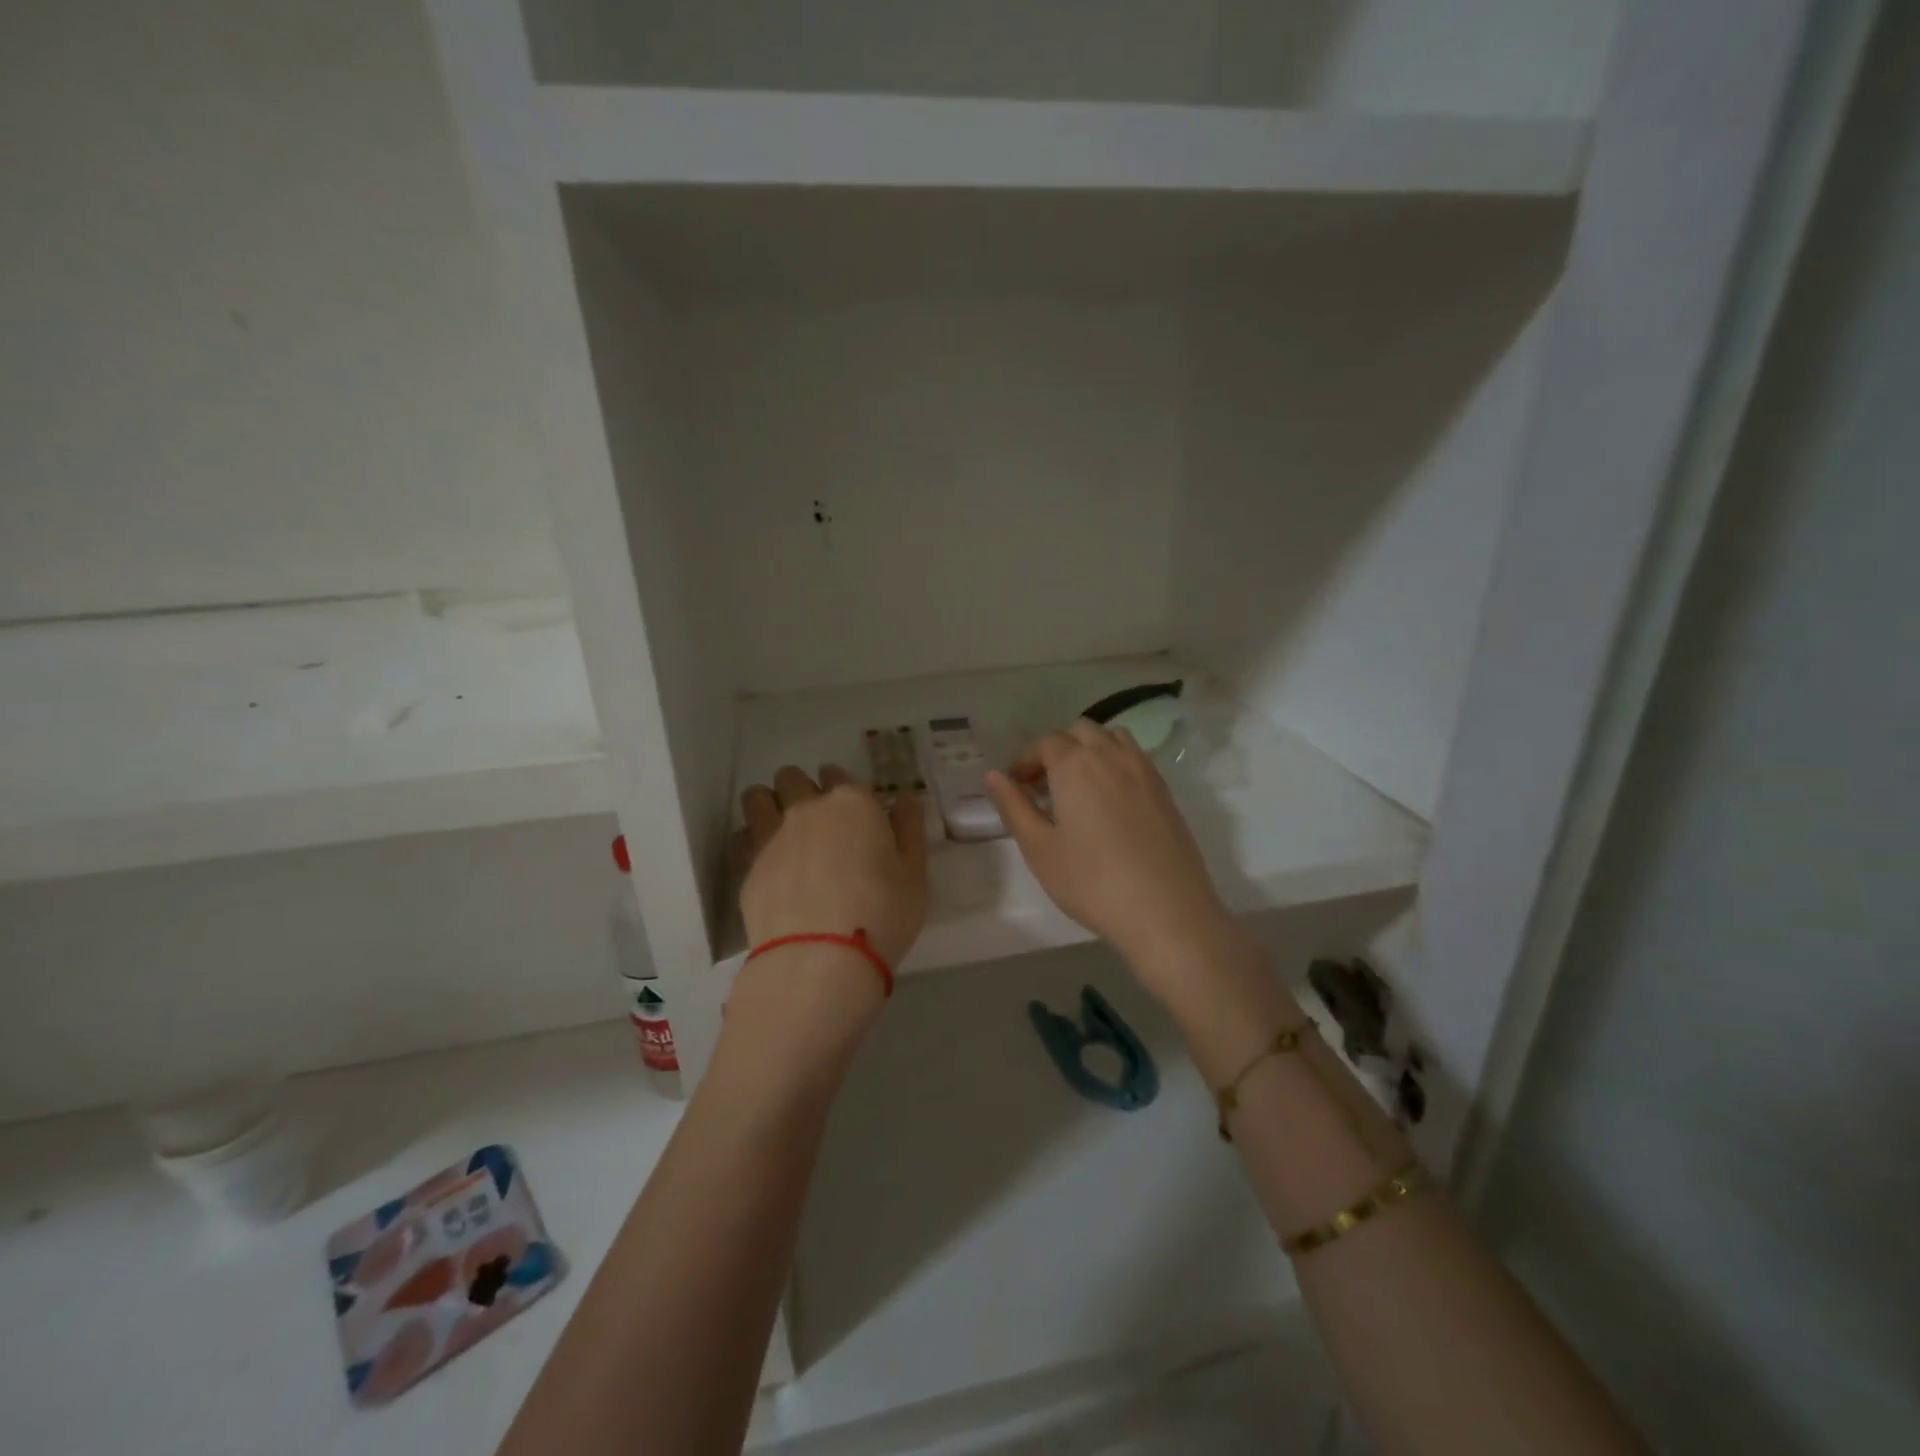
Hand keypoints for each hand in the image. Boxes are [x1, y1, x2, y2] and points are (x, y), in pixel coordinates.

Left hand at [736, 765, 928, 975]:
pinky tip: (766, 864)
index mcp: (852, 803)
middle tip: (816, 822)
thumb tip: (903, 801)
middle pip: (792, 777)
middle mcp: (807, 808)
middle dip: (801, 789)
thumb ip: (909, 830)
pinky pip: (742, 836)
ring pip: (757, 797)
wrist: (820, 960)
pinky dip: (751, 841)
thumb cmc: (882, 914)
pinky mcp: (745, 865)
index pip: (841, 775)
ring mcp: (771, 834)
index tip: (853, 815)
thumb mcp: (915, 874)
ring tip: (781, 831)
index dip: (845, 791)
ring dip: (768, 804)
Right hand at [985, 722, 1237, 1002]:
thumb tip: (994, 776)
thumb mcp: (1039, 849)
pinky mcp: (1165, 791)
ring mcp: (1144, 770)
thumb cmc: (1092, 882)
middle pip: (1080, 732)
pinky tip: (1110, 803)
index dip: (1025, 760)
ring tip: (1079, 788)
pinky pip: (1135, 759)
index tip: (1016, 786)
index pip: (1045, 743)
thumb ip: (1014, 807)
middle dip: (1057, 750)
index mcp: (1075, 764)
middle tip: (1044, 787)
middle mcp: (1111, 755)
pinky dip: (1116, 764)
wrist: (1166, 911)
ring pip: (1112, 738)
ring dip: (1090, 750)